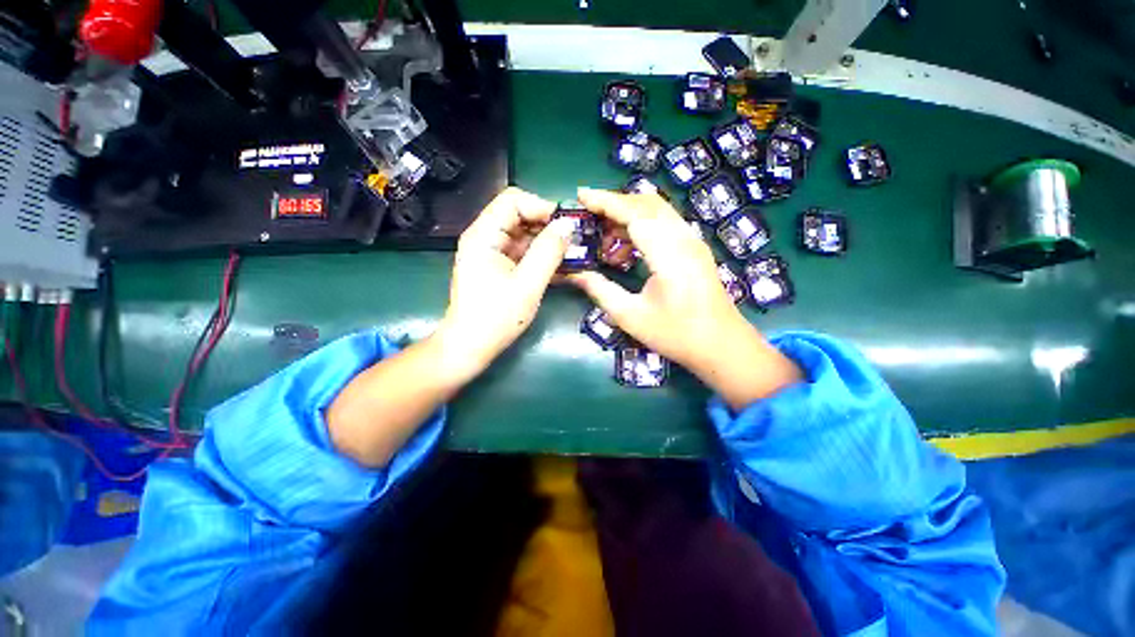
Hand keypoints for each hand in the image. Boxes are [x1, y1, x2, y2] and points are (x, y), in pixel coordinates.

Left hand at [435, 187, 573, 381]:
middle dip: (547, 226)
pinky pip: (523, 252)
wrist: (471, 347)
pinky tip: (559, 267)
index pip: (513, 201)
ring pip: (524, 235)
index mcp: (484, 235)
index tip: (565, 227)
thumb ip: (548, 252)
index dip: (541, 207)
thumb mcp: (528, 284)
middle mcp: (485, 237)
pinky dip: (540, 257)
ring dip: (547, 243)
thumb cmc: (496, 318)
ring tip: (571, 256)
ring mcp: (491, 253)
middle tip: (573, 243)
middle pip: (519, 216)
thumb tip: (568, 225)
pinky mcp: (498, 267)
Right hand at [569, 188, 801, 408]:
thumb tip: (575, 273)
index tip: (581, 195)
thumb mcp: (630, 316)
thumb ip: (600, 290)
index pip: (633, 212)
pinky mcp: (695, 248)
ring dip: (629, 215)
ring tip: (606, 240)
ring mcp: (692, 241)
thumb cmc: (675, 334)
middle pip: (647, 203)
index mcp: (668, 253)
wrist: (721, 345)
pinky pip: (665, 223)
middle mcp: (683, 238)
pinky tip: (628, 249)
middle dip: (615, 204)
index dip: (605, 201)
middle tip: (589, 218)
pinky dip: (642, 226)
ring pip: (657, 210)